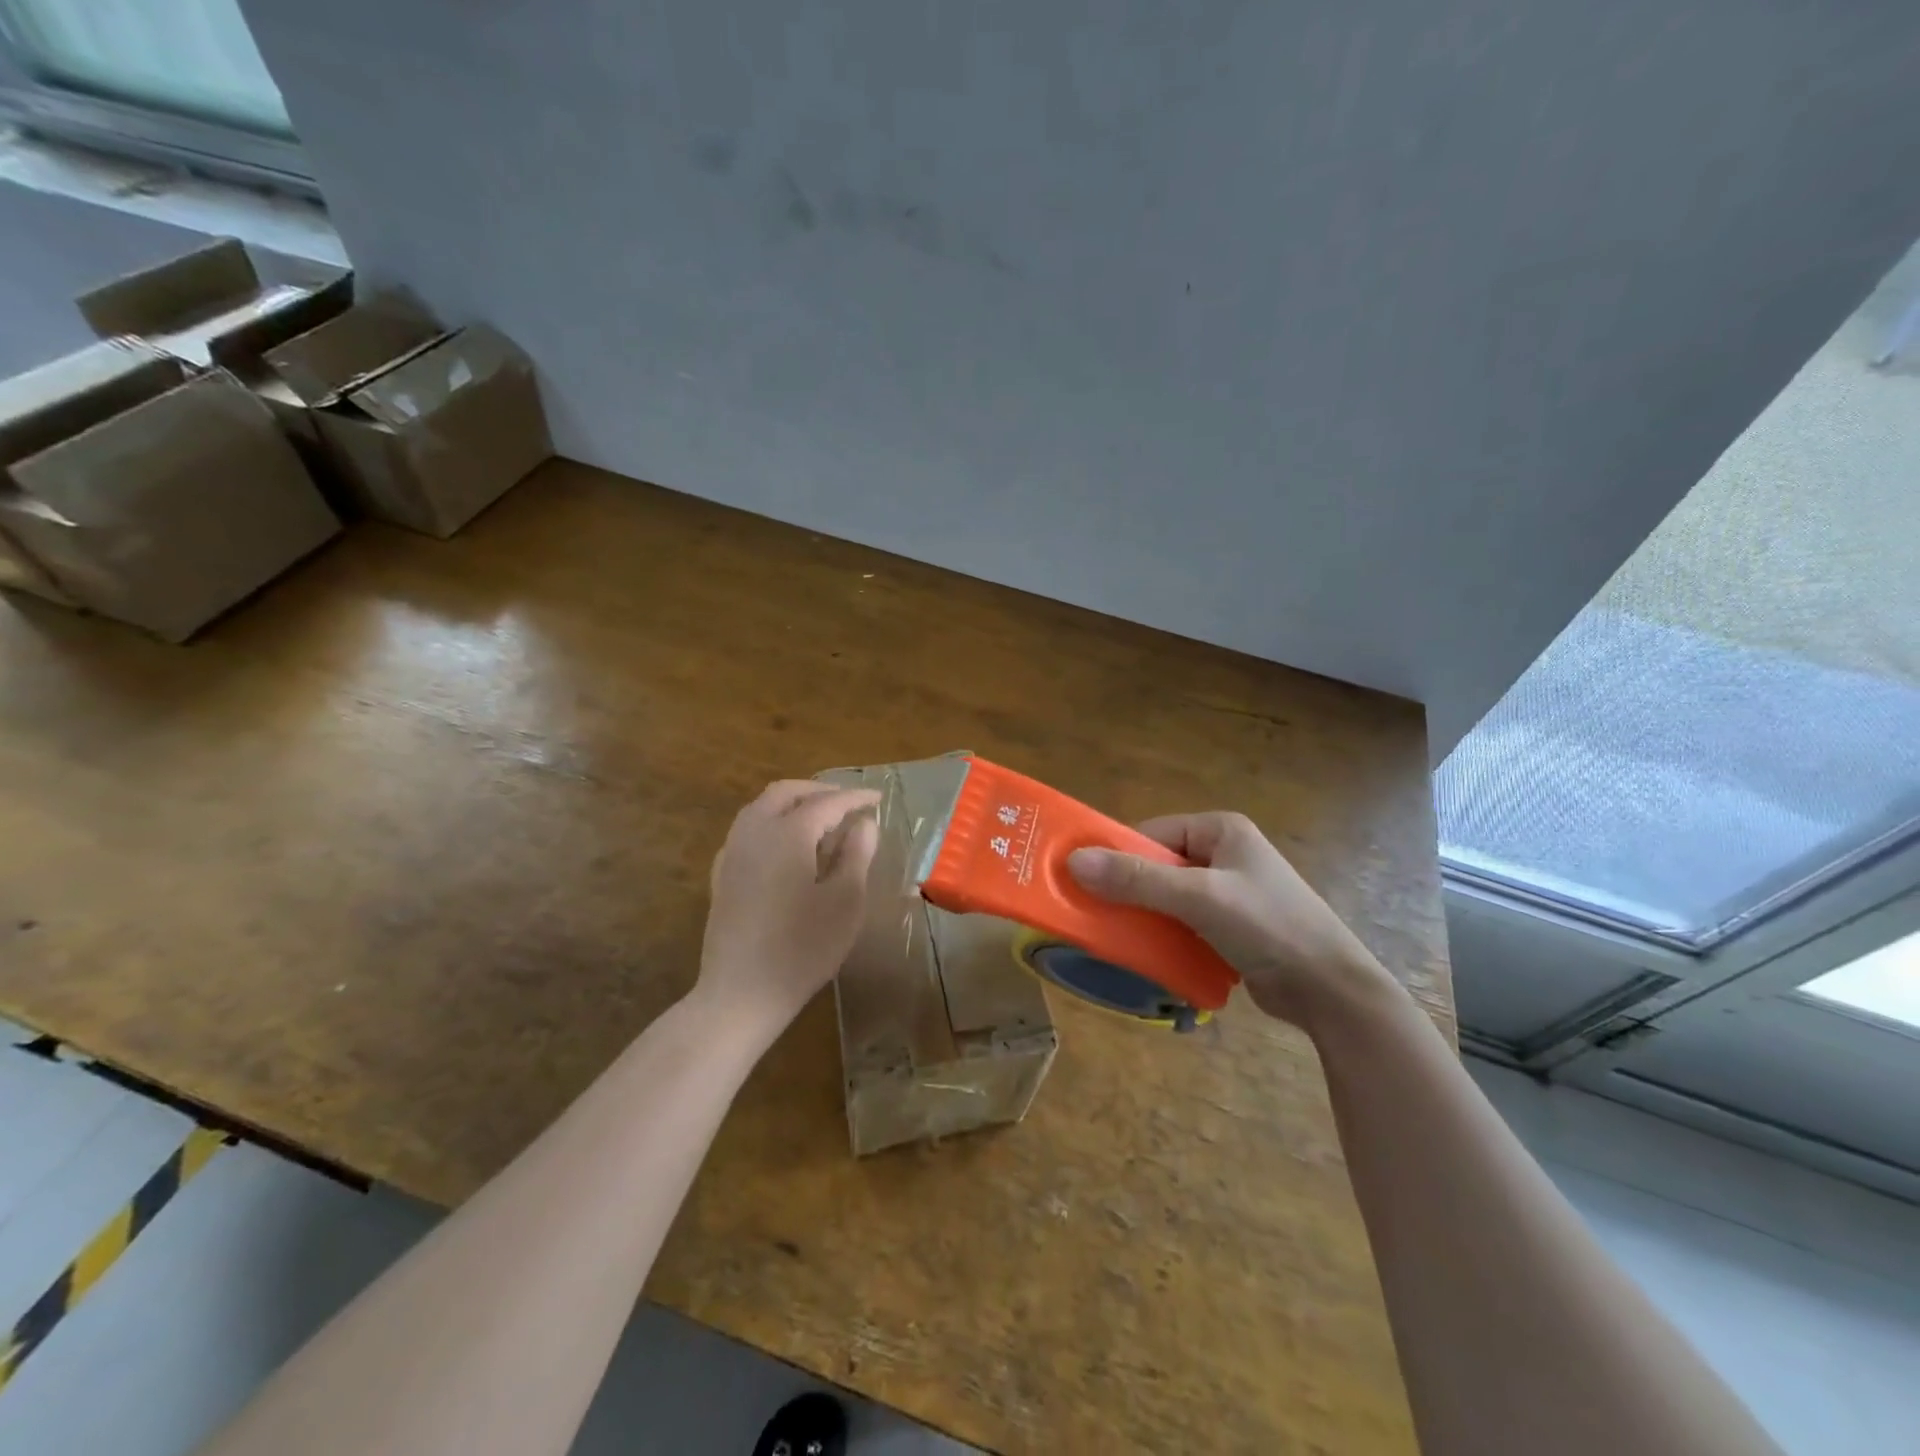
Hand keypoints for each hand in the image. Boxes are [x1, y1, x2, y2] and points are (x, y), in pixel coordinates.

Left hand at [696, 781, 880, 1038]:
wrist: (742, 992)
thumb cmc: (803, 947)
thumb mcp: (845, 901)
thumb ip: (856, 855)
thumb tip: (864, 824)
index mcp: (787, 833)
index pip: (827, 803)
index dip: (855, 798)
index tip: (878, 798)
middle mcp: (754, 832)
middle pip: (785, 793)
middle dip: (819, 792)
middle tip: (847, 802)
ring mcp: (733, 853)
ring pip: (761, 808)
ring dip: (792, 804)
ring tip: (821, 821)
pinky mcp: (722, 875)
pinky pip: (747, 831)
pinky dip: (772, 824)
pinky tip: (786, 848)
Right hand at [1068, 812, 1400, 1032]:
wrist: (1331, 991)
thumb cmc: (1268, 927)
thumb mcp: (1199, 898)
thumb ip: (1137, 879)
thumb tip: (1074, 861)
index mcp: (1221, 830)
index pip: (1152, 833)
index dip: (1118, 855)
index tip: (1085, 883)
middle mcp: (1224, 854)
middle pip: (1157, 865)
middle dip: (1129, 891)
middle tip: (1096, 915)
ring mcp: (1230, 892)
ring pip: (1168, 897)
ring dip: (1145, 917)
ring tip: (1118, 940)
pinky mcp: (1232, 926)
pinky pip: (1183, 923)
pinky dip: (1164, 936)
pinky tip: (1149, 956)